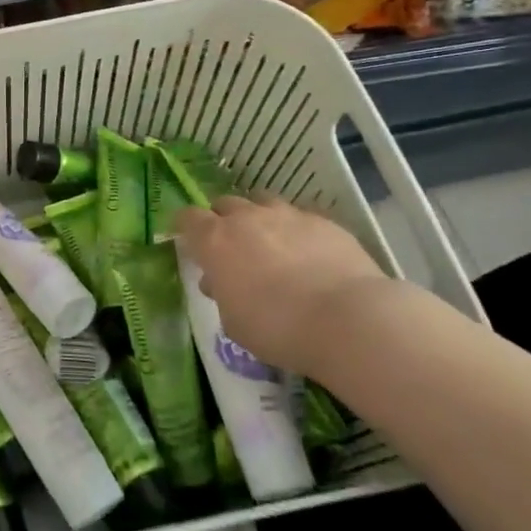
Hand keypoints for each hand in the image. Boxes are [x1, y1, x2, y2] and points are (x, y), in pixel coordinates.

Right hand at [176, 196, 387, 373]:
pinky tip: (308, 255)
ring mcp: (288, 215)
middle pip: (225, 204)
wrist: (347, 319)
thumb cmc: (276, 328)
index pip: (187, 218)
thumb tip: (218, 282)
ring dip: (259, 219)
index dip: (184, 227)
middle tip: (230, 246)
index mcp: (216, 240)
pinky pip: (300, 218)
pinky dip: (296, 231)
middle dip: (223, 220)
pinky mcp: (324, 222)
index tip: (186, 239)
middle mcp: (248, 218)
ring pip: (263, 203)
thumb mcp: (234, 322)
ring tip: (269, 244)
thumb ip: (222, 295)